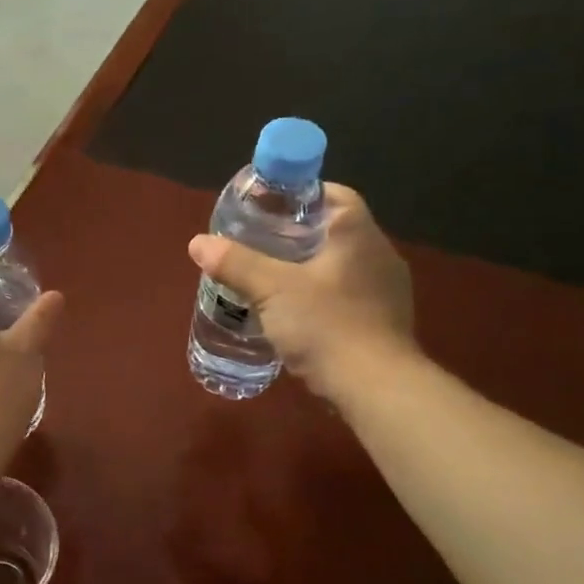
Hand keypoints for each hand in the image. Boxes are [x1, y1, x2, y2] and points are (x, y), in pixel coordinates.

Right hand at [188, 184, 416, 409]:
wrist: (375, 388)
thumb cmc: (327, 325)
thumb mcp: (271, 290)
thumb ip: (235, 263)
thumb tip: (198, 243)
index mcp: (358, 234)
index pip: (334, 195)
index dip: (300, 195)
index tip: (267, 208)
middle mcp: (379, 255)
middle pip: (334, 230)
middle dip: (296, 234)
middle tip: (257, 244)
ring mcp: (385, 291)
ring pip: (340, 266)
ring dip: (308, 269)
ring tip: (269, 280)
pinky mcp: (382, 322)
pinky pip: (346, 296)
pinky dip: (320, 297)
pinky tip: (294, 315)